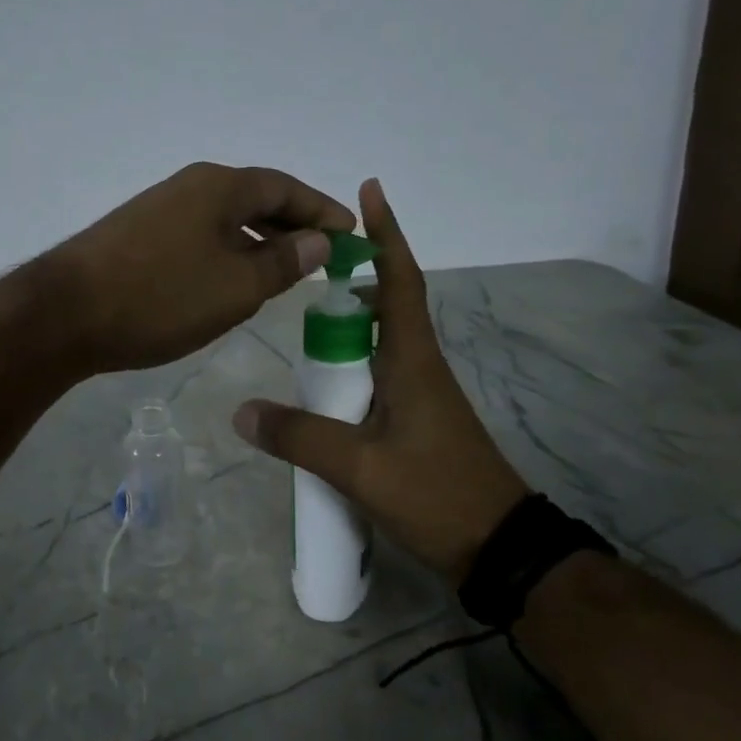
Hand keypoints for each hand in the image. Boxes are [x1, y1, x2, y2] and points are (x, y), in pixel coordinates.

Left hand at [44, 162, 356, 373]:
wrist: (66, 314)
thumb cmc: (161, 298)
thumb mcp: (236, 287)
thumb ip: (283, 262)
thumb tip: (318, 240)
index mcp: (220, 186)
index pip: (286, 189)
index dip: (322, 210)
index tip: (352, 233)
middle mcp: (189, 187)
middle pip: (255, 200)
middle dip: (292, 227)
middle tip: (322, 258)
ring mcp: (158, 210)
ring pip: (224, 221)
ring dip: (257, 243)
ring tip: (283, 274)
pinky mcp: (136, 237)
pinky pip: (198, 237)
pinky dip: (225, 255)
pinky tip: (228, 283)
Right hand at [232, 178, 528, 583]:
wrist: (498, 548)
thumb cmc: (436, 494)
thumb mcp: (360, 468)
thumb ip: (300, 437)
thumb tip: (242, 412)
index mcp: (413, 362)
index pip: (399, 283)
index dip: (387, 235)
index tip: (370, 191)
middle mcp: (419, 369)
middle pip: (387, 308)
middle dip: (352, 280)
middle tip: (305, 272)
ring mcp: (421, 398)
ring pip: (380, 345)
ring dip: (349, 327)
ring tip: (304, 326)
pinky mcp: (416, 425)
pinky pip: (378, 379)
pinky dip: (351, 368)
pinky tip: (322, 387)